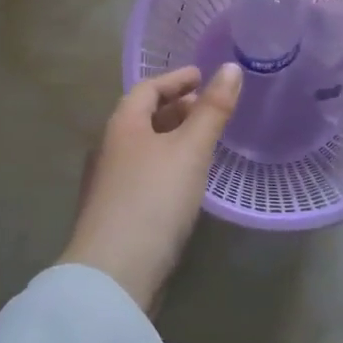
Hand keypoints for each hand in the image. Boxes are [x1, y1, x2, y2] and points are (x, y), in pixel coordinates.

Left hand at [60, 63, 242, 312]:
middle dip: (177, 108)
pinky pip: (146, 173)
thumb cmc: (153, 200)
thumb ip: (212, 110)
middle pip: (144, 117)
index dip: (176, 78)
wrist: (113, 274)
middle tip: (209, 107)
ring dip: (173, 137)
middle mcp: (111, 149)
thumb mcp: (190, 150)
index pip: (147, 88)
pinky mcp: (118, 213)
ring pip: (145, 147)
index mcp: (122, 126)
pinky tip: (188, 181)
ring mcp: (110, 183)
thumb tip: (231, 68)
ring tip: (205, 141)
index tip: (202, 75)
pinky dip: (169, 164)